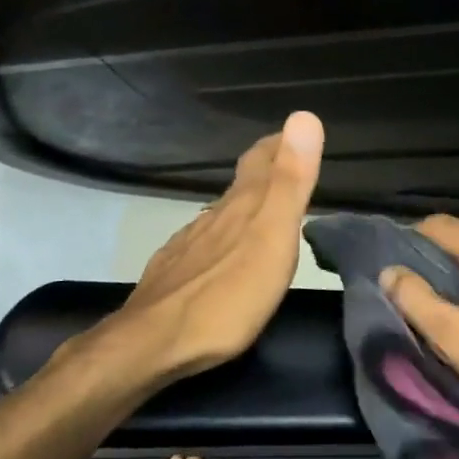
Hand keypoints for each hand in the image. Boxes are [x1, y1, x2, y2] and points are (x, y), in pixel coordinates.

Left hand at [77, 112, 324, 385]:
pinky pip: (203, 244)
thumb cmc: (228, 295)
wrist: (154, 343)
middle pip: (241, 185)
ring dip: (243, 206)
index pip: (262, 160)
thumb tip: (304, 116)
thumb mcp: (273, 236)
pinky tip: (220, 254)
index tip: (293, 132)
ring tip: (260, 210)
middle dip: (264, 171)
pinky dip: (220, 237)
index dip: (279, 144)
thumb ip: (290, 181)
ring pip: (221, 214)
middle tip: (284, 165)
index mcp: (242, 206)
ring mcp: (189, 245)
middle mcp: (214, 217)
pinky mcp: (174, 274)